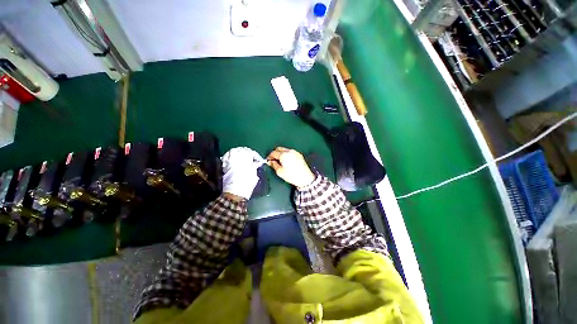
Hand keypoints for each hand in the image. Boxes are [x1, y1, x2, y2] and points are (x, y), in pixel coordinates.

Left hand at [221, 147, 265, 199]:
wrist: (234, 193)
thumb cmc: (246, 183)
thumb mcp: (253, 173)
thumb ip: (255, 166)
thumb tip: (257, 162)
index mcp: (245, 158)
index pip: (251, 152)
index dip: (256, 155)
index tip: (259, 160)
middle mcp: (236, 157)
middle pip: (242, 150)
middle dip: (248, 152)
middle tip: (252, 157)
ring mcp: (229, 160)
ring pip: (234, 151)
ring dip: (239, 152)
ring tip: (243, 157)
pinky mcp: (224, 165)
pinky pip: (227, 156)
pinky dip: (231, 156)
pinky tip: (235, 159)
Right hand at [267, 147, 315, 187]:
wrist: (305, 178)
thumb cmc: (292, 176)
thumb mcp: (280, 172)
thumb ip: (273, 165)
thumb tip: (270, 162)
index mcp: (284, 155)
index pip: (273, 152)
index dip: (269, 157)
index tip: (268, 161)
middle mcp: (289, 151)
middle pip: (279, 148)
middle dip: (275, 153)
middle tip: (273, 160)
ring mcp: (295, 152)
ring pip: (284, 149)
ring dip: (280, 154)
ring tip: (280, 161)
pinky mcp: (299, 155)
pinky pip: (290, 152)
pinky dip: (286, 155)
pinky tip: (286, 161)